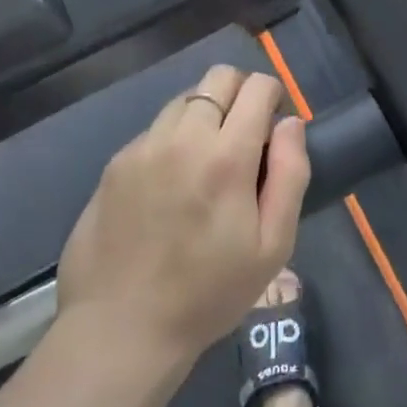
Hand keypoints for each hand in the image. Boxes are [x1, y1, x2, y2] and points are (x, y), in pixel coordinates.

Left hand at [56, 66, 309, 364]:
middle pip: (217, 78)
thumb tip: (291, 124)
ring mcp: (143, 147)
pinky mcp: (115, 163)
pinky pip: (155, 129)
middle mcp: (182, 137)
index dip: (273, 96)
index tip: (273, 128)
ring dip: (206, 114)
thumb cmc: (208, 294)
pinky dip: (174, 137)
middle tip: (246, 135)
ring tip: (207, 159)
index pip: (256, 87)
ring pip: (184, 99)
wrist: (120, 328)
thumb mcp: (272, 246)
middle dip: (240, 93)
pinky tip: (172, 182)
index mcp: (226, 157)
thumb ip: (291, 175)